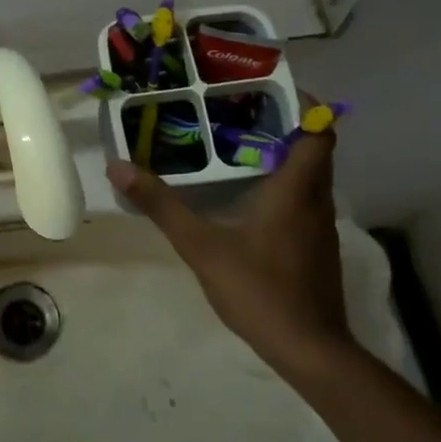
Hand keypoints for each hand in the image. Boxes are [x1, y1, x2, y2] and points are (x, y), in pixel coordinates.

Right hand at [107, 120, 351, 367]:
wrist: (310, 351)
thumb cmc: (260, 290)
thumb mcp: (201, 246)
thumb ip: (162, 205)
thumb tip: (119, 166)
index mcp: (296, 189)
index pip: (319, 131)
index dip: (304, 104)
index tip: (269, 90)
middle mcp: (316, 201)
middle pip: (314, 149)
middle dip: (284, 126)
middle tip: (239, 112)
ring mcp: (321, 228)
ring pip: (310, 177)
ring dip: (284, 157)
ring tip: (239, 147)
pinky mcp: (316, 250)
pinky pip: (305, 202)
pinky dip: (284, 187)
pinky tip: (249, 199)